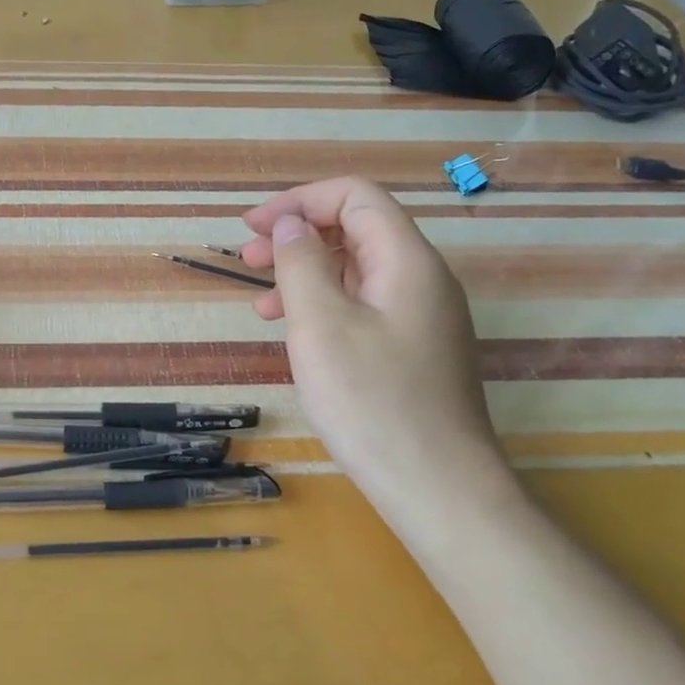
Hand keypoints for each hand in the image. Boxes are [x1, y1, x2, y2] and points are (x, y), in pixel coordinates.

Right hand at [241, 178, 516, 524]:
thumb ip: (301, 262)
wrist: (437, 488)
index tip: (251, 227)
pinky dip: (323, 306)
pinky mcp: (413, 350)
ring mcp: (421, 317)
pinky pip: (363, 306)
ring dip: (304, 274)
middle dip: (297, 235)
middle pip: (356, 229)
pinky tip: (295, 333)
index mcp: (406, 260)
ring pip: (356, 271)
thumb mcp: (320, 324)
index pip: (354, 197)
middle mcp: (421, 279)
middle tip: (247, 260)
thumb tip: (289, 224)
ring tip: (261, 304)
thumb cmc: (372, 400)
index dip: (299, 201)